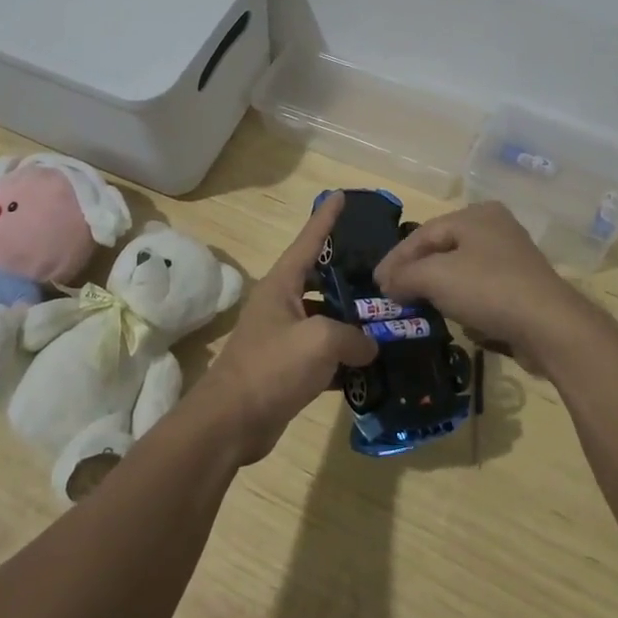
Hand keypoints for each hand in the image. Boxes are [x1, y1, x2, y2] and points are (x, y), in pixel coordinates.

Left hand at [186, 195, 376, 464]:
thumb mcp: (320, 341)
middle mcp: (281, 303)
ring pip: (325, 317)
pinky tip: (372, 362)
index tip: (343, 195)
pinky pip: (323, 352)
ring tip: (387, 315)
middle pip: (321, 278)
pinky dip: (344, 355)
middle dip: (350, 273)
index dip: (326, 218)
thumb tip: (369, 346)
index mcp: (282, 283)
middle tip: (383, 268)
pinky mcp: (288, 367)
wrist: (231, 423)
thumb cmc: (272, 367)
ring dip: (351, 319)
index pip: (309, 240)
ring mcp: (283, 336)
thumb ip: (353, 336)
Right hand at [374, 200, 598, 372]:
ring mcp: (512, 256)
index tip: (376, 283)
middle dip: (415, 271)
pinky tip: (451, 314)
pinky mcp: (521, 285)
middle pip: (442, 248)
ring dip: (437, 286)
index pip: (423, 233)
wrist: (549, 326)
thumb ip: (404, 276)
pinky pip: (480, 287)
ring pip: (461, 268)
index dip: (396, 259)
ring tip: (415, 303)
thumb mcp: (435, 278)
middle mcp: (495, 227)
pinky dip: (461, 298)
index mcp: (475, 215)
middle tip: (392, 292)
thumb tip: (387, 284)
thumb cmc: (488, 289)